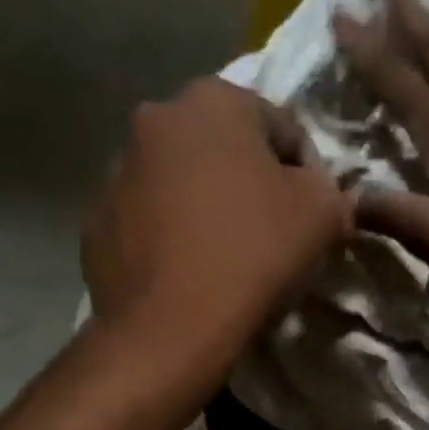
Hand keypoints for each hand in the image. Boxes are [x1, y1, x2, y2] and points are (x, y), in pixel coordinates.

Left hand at [83, 77, 351, 340]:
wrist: (171, 328)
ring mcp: (117, 171)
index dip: (309, 173)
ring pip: (184, 183)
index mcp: (213, 101)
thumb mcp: (323, 214)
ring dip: (209, 207)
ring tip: (229, 257)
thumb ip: (331, 189)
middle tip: (274, 233)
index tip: (315, 216)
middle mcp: (155, 119)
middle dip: (252, 183)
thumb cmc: (253, 255)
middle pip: (226, 150)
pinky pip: (151, 221)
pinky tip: (192, 274)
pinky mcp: (97, 222)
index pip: (283, 127)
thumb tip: (321, 193)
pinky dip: (174, 237)